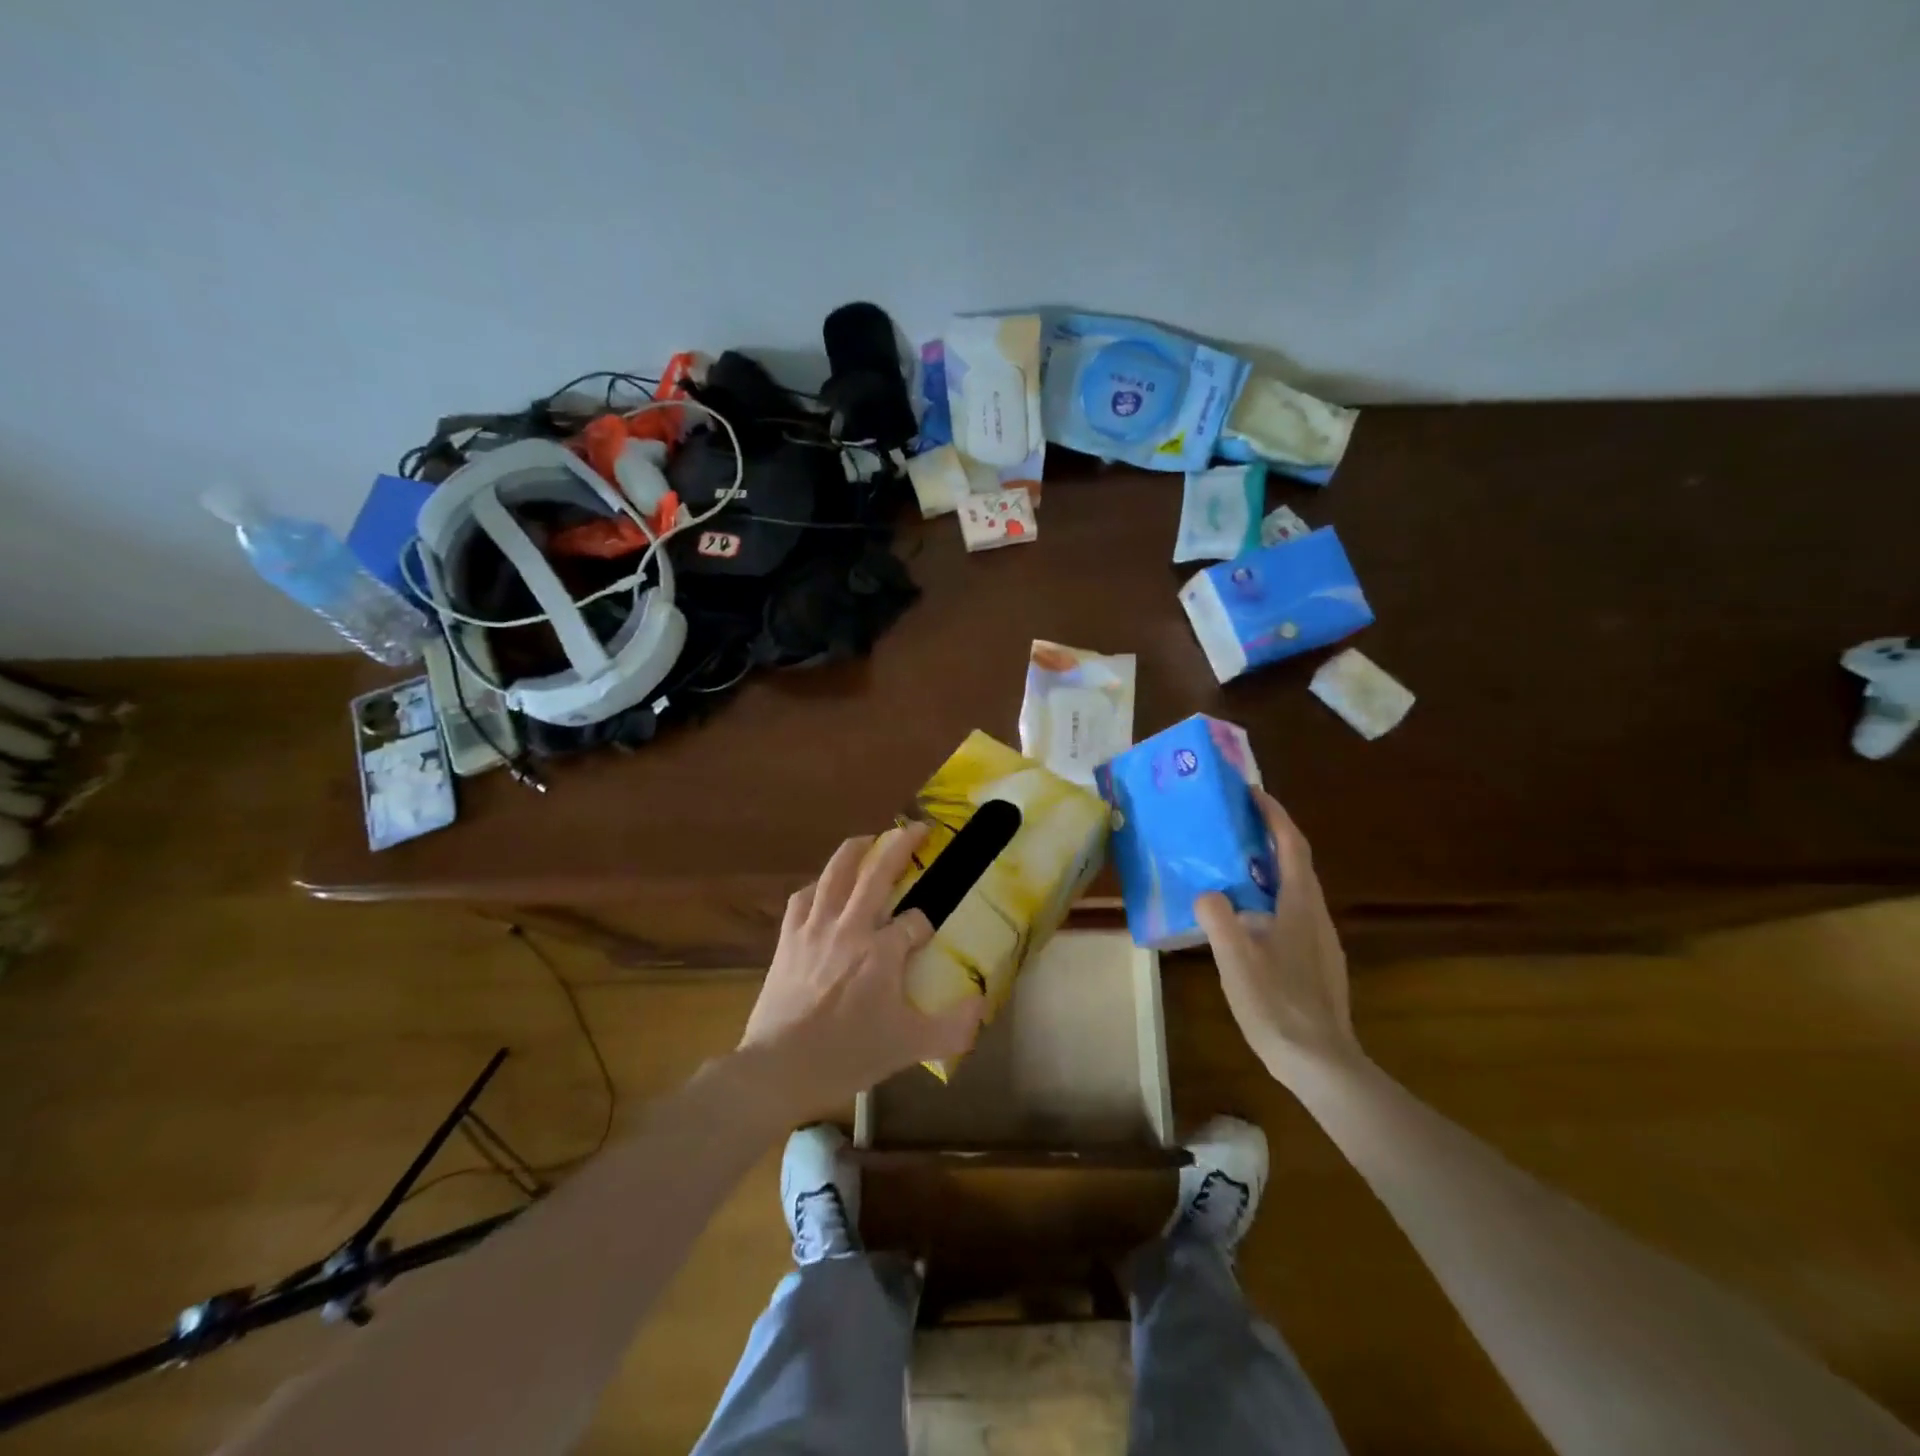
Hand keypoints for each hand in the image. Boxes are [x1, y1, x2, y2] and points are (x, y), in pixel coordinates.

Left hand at [740, 823, 984, 1115]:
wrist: (779, 1068)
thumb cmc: (847, 1055)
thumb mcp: (910, 1047)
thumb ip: (953, 1028)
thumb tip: (981, 1004)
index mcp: (882, 951)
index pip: (916, 921)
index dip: (927, 923)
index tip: (929, 933)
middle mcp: (851, 927)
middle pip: (878, 873)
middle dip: (902, 845)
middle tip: (919, 828)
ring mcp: (815, 929)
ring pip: (836, 873)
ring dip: (856, 850)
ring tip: (869, 838)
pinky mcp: (788, 939)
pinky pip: (802, 898)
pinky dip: (816, 886)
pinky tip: (823, 888)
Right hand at [1195, 788, 1359, 1080]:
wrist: (1321, 1064)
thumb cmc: (1278, 1005)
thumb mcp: (1236, 959)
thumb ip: (1217, 917)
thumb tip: (1207, 894)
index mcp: (1301, 905)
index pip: (1292, 845)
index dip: (1274, 815)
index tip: (1252, 793)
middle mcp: (1316, 915)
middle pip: (1295, 863)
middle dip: (1268, 837)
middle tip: (1232, 824)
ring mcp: (1319, 940)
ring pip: (1293, 889)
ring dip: (1267, 868)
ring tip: (1229, 865)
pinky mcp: (1315, 961)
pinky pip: (1290, 913)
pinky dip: (1268, 897)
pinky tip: (1243, 918)